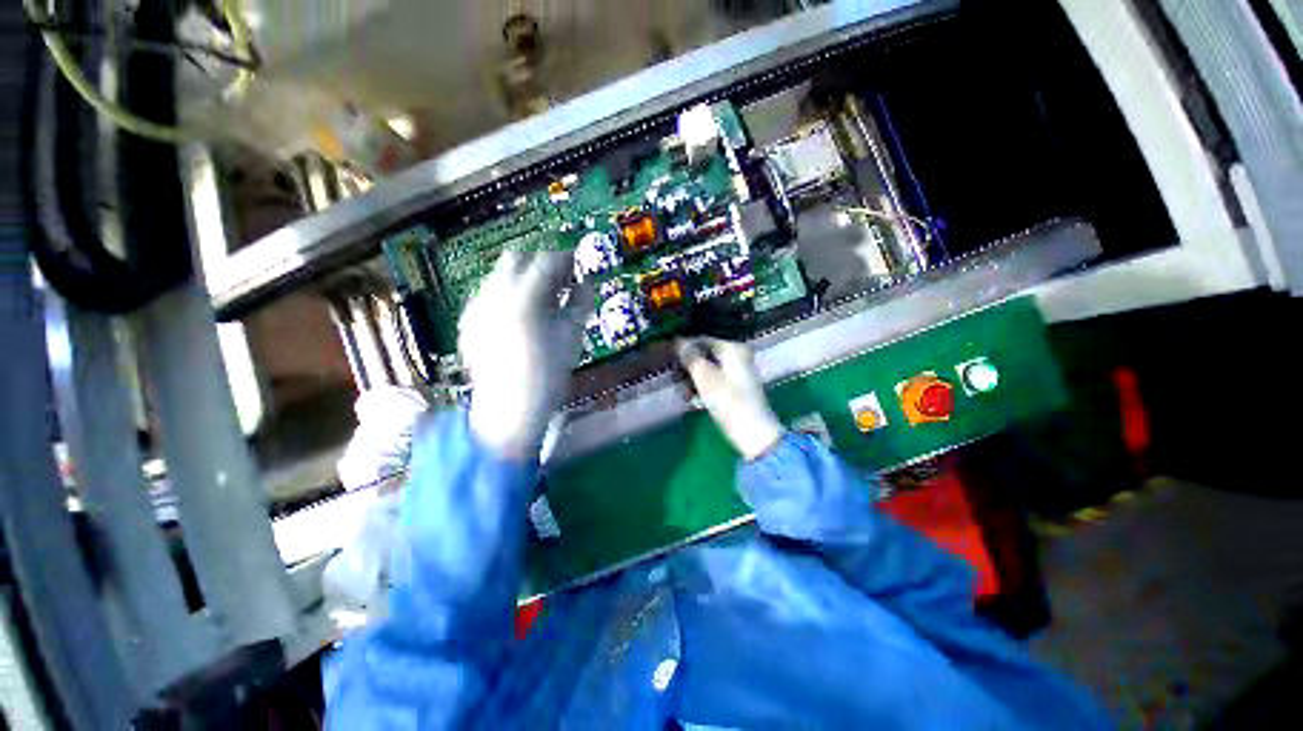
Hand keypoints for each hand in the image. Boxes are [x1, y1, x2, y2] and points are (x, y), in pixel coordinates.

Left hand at [459, 251, 588, 459]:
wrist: (508, 409)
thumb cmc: (548, 374)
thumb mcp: (571, 336)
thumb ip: (580, 303)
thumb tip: (586, 284)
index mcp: (524, 298)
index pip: (547, 262)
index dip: (565, 259)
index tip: (577, 264)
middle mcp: (494, 295)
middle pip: (516, 259)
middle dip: (539, 264)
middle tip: (559, 280)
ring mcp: (477, 307)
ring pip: (499, 276)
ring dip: (523, 279)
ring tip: (542, 301)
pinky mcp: (469, 322)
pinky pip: (489, 295)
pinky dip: (507, 296)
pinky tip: (521, 318)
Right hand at [677, 337, 783, 460]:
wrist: (753, 433)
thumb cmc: (728, 401)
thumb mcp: (705, 377)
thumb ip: (691, 357)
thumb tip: (678, 341)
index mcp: (733, 349)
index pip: (703, 340)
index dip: (684, 347)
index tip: (667, 356)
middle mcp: (739, 356)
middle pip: (706, 354)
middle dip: (688, 365)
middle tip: (673, 375)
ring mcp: (739, 373)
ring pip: (709, 369)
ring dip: (693, 378)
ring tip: (682, 391)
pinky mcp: (737, 388)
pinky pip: (715, 381)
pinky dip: (703, 387)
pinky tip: (693, 398)